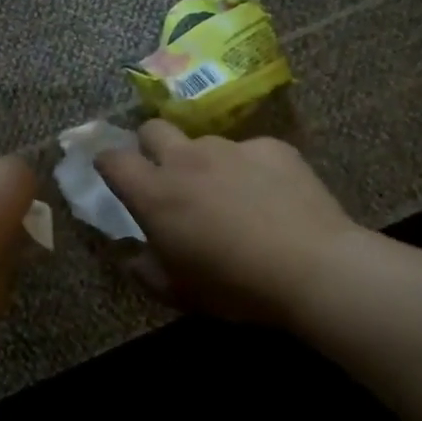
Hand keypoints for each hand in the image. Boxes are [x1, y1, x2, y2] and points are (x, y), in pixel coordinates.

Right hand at [95, 121, 361, 321]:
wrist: (313, 268)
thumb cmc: (233, 285)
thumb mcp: (176, 291)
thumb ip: (143, 268)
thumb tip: (132, 254)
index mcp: (153, 192)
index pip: (112, 159)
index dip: (108, 163)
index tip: (113, 174)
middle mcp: (185, 159)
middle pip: (152, 129)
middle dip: (151, 145)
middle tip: (167, 176)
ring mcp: (231, 148)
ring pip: (204, 143)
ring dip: (205, 162)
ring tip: (229, 194)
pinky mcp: (272, 147)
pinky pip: (250, 152)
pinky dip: (251, 169)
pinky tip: (271, 197)